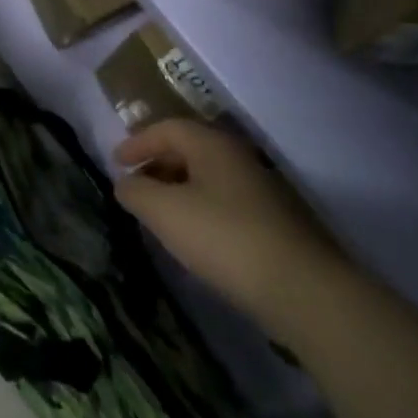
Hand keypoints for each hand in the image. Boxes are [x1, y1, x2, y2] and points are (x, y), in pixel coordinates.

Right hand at [114, 119, 355, 343]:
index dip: (138, 142)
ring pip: (208, 177)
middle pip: (190, 149)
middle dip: (157, 164)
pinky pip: (224, 201)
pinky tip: (192, 236)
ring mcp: (261, 189)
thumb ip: (137, 191)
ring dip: (177, 188)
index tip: (115, 162)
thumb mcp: (165, 213)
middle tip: (134, 186)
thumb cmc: (224, 238)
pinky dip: (199, 207)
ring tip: (158, 214)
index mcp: (213, 145)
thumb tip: (125, 182)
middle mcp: (239, 158)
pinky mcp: (273, 220)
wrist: (302, 289)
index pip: (168, 128)